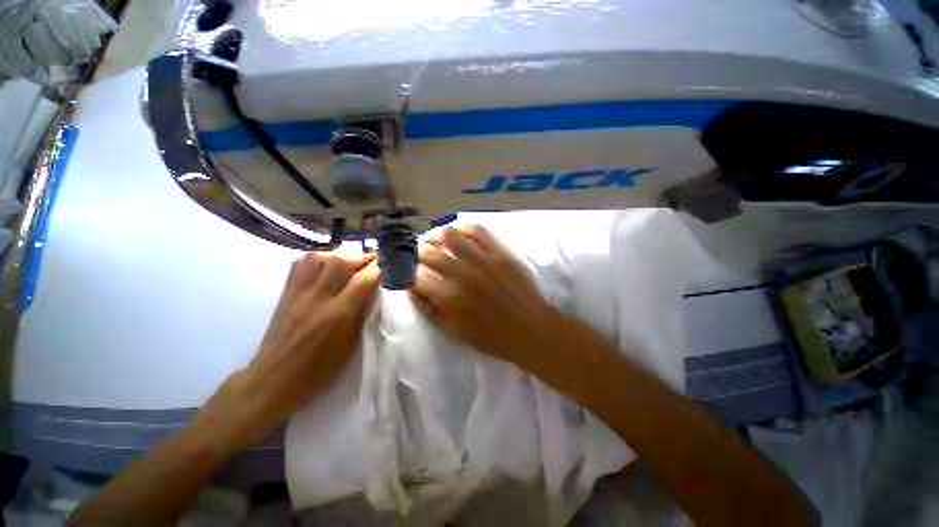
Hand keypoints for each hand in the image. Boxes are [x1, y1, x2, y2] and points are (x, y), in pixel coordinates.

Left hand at [202, 252, 379, 449]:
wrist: (274, 378)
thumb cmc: (319, 369)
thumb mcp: (351, 344)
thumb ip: (361, 313)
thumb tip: (370, 291)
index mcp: (339, 314)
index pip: (364, 280)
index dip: (377, 269)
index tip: (385, 267)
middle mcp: (319, 298)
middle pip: (342, 262)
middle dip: (362, 257)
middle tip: (372, 260)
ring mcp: (299, 293)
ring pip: (320, 257)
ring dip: (339, 255)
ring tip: (349, 261)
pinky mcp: (286, 293)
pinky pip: (300, 264)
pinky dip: (317, 259)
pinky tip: (325, 265)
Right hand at [410, 225, 563, 371]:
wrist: (529, 329)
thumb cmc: (490, 336)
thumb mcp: (454, 331)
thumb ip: (429, 309)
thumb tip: (411, 289)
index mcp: (449, 297)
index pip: (416, 277)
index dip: (407, 274)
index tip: (407, 272)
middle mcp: (462, 274)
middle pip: (428, 253)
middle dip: (417, 253)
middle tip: (418, 254)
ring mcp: (482, 260)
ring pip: (450, 235)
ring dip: (436, 235)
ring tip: (435, 240)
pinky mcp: (499, 252)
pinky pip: (477, 231)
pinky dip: (464, 229)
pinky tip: (459, 234)